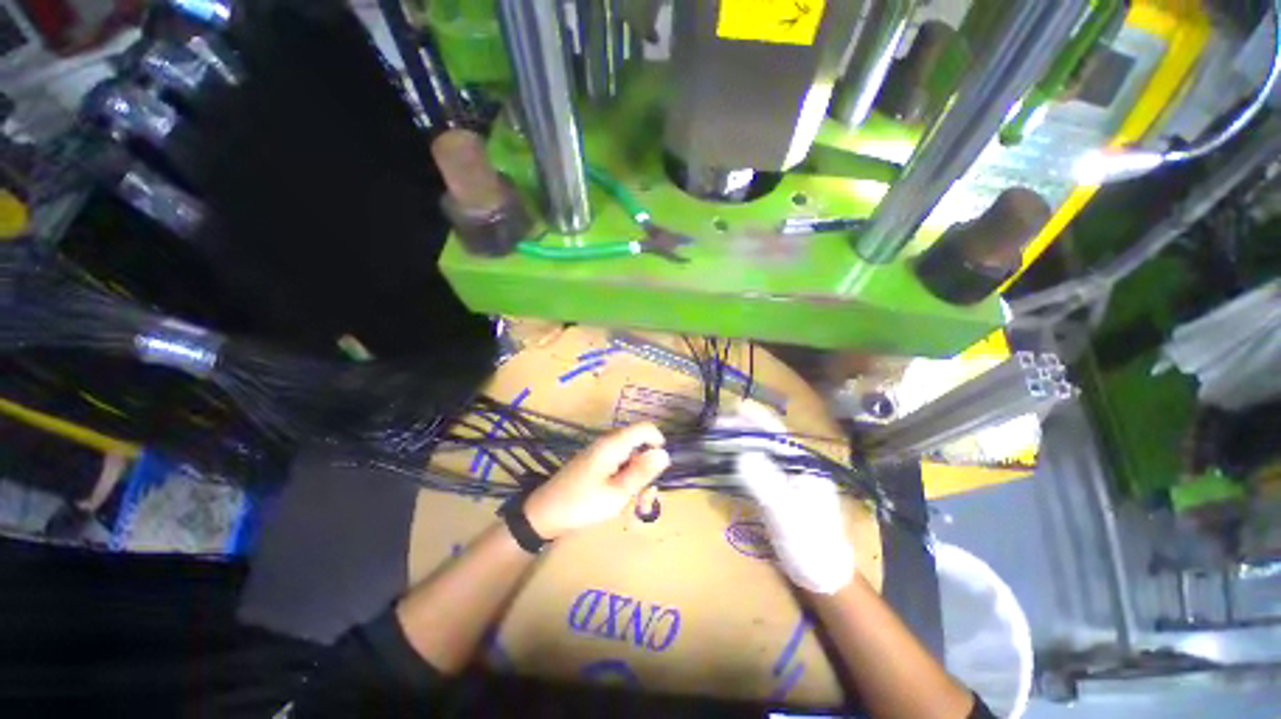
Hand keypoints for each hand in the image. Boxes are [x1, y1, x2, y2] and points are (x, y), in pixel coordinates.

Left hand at [524, 422, 669, 539]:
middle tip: (645, 499)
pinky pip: (618, 466)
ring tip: (634, 508)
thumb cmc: (581, 505)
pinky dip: (625, 481)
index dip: (658, 443)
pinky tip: (620, 502)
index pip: (645, 428)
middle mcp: (608, 443)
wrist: (543, 515)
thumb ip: (641, 472)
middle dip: (647, 470)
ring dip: (637, 480)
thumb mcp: (617, 493)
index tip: (661, 469)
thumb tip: (665, 453)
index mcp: (613, 444)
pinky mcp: (595, 464)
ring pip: (630, 459)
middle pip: (639, 445)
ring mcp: (600, 453)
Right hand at [715, 402, 855, 594]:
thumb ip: (766, 483)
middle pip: (764, 437)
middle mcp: (795, 464)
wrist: (824, 577)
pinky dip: (737, 458)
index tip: (729, 408)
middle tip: (712, 426)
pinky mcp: (776, 489)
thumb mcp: (788, 515)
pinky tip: (724, 458)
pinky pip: (755, 466)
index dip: (753, 417)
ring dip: (736, 441)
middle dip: (739, 428)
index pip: (776, 432)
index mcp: (803, 464)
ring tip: (713, 437)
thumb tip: (742, 453)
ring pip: (758, 450)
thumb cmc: (811, 546)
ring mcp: (785, 476)